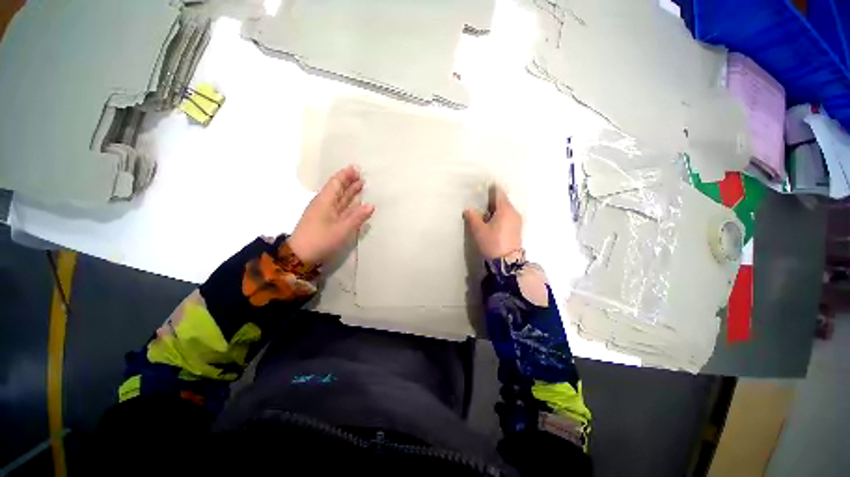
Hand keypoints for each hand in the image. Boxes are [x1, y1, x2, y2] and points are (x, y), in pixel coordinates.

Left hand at [288, 165, 374, 264]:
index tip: (356, 168)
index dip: (346, 175)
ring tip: (360, 185)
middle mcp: (324, 203)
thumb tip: (371, 205)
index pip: (336, 183)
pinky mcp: (323, 220)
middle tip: (361, 176)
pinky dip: (346, 202)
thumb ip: (358, 217)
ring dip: (349, 191)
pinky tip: (353, 203)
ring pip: (338, 198)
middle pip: (337, 189)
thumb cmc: (321, 240)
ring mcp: (323, 212)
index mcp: (325, 201)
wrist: (300, 256)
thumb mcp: (342, 229)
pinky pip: (337, 206)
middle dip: (349, 182)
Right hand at [463, 185, 522, 259]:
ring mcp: (517, 220)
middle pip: (503, 200)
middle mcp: (514, 212)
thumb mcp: (479, 230)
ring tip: (485, 215)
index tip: (482, 190)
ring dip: (496, 209)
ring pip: (506, 209)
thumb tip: (468, 209)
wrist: (507, 262)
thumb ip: (472, 217)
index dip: (490, 189)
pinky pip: (508, 216)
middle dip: (491, 201)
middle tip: (480, 204)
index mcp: (505, 209)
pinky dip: (501, 215)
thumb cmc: (492, 243)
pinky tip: (493, 223)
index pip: (499, 193)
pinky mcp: (517, 228)